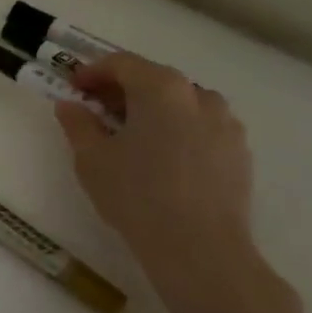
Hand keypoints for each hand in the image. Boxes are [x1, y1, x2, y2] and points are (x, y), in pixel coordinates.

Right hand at [54, 52, 284, 312]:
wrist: (200, 248)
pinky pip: (202, 128)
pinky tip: (162, 159)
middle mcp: (198, 96)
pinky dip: (178, 130)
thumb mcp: (91, 158)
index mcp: (161, 88)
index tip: (73, 88)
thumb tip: (71, 105)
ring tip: (131, 135)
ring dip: (153, 109)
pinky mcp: (240, 153)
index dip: (93, 72)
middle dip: (122, 90)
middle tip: (96, 110)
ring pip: (182, 103)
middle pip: (154, 79)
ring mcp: (226, 124)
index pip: (122, 64)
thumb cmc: (136, 194)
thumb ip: (78, 123)